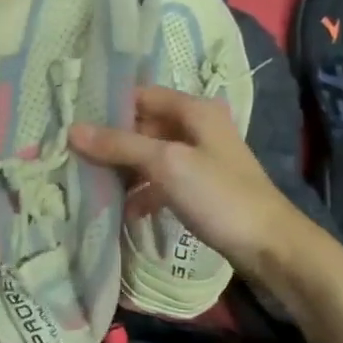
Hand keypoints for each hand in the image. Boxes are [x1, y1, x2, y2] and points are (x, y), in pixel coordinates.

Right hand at [70, 85, 320, 274]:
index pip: (139, 95)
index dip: (106, 107)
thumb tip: (72, 130)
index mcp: (194, 109)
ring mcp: (199, 158)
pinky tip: (126, 212)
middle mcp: (197, 127)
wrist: (270, 246)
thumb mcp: (166, 164)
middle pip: (142, 126)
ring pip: (149, 155)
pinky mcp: (200, 187)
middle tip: (73, 157)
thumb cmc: (219, 196)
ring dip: (124, 170)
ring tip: (91, 185)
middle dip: (110, 142)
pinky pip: (161, 181)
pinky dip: (143, 192)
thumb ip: (119, 145)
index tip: (71, 123)